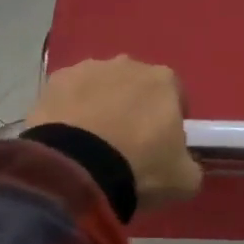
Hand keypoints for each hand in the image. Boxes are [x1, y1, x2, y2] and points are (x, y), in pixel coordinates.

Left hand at [28, 56, 201, 211]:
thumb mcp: (185, 179)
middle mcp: (127, 64)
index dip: (172, 118)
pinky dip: (70, 112)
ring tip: (93, 144)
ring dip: (101, 106)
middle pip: (136, 86)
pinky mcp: (54, 82)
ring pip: (100, 87)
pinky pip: (69, 96)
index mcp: (163, 80)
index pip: (175, 94)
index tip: (164, 144)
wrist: (77, 171)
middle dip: (134, 108)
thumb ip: (189, 163)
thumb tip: (183, 162)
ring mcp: (87, 69)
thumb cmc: (140, 168)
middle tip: (127, 144)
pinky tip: (68, 139)